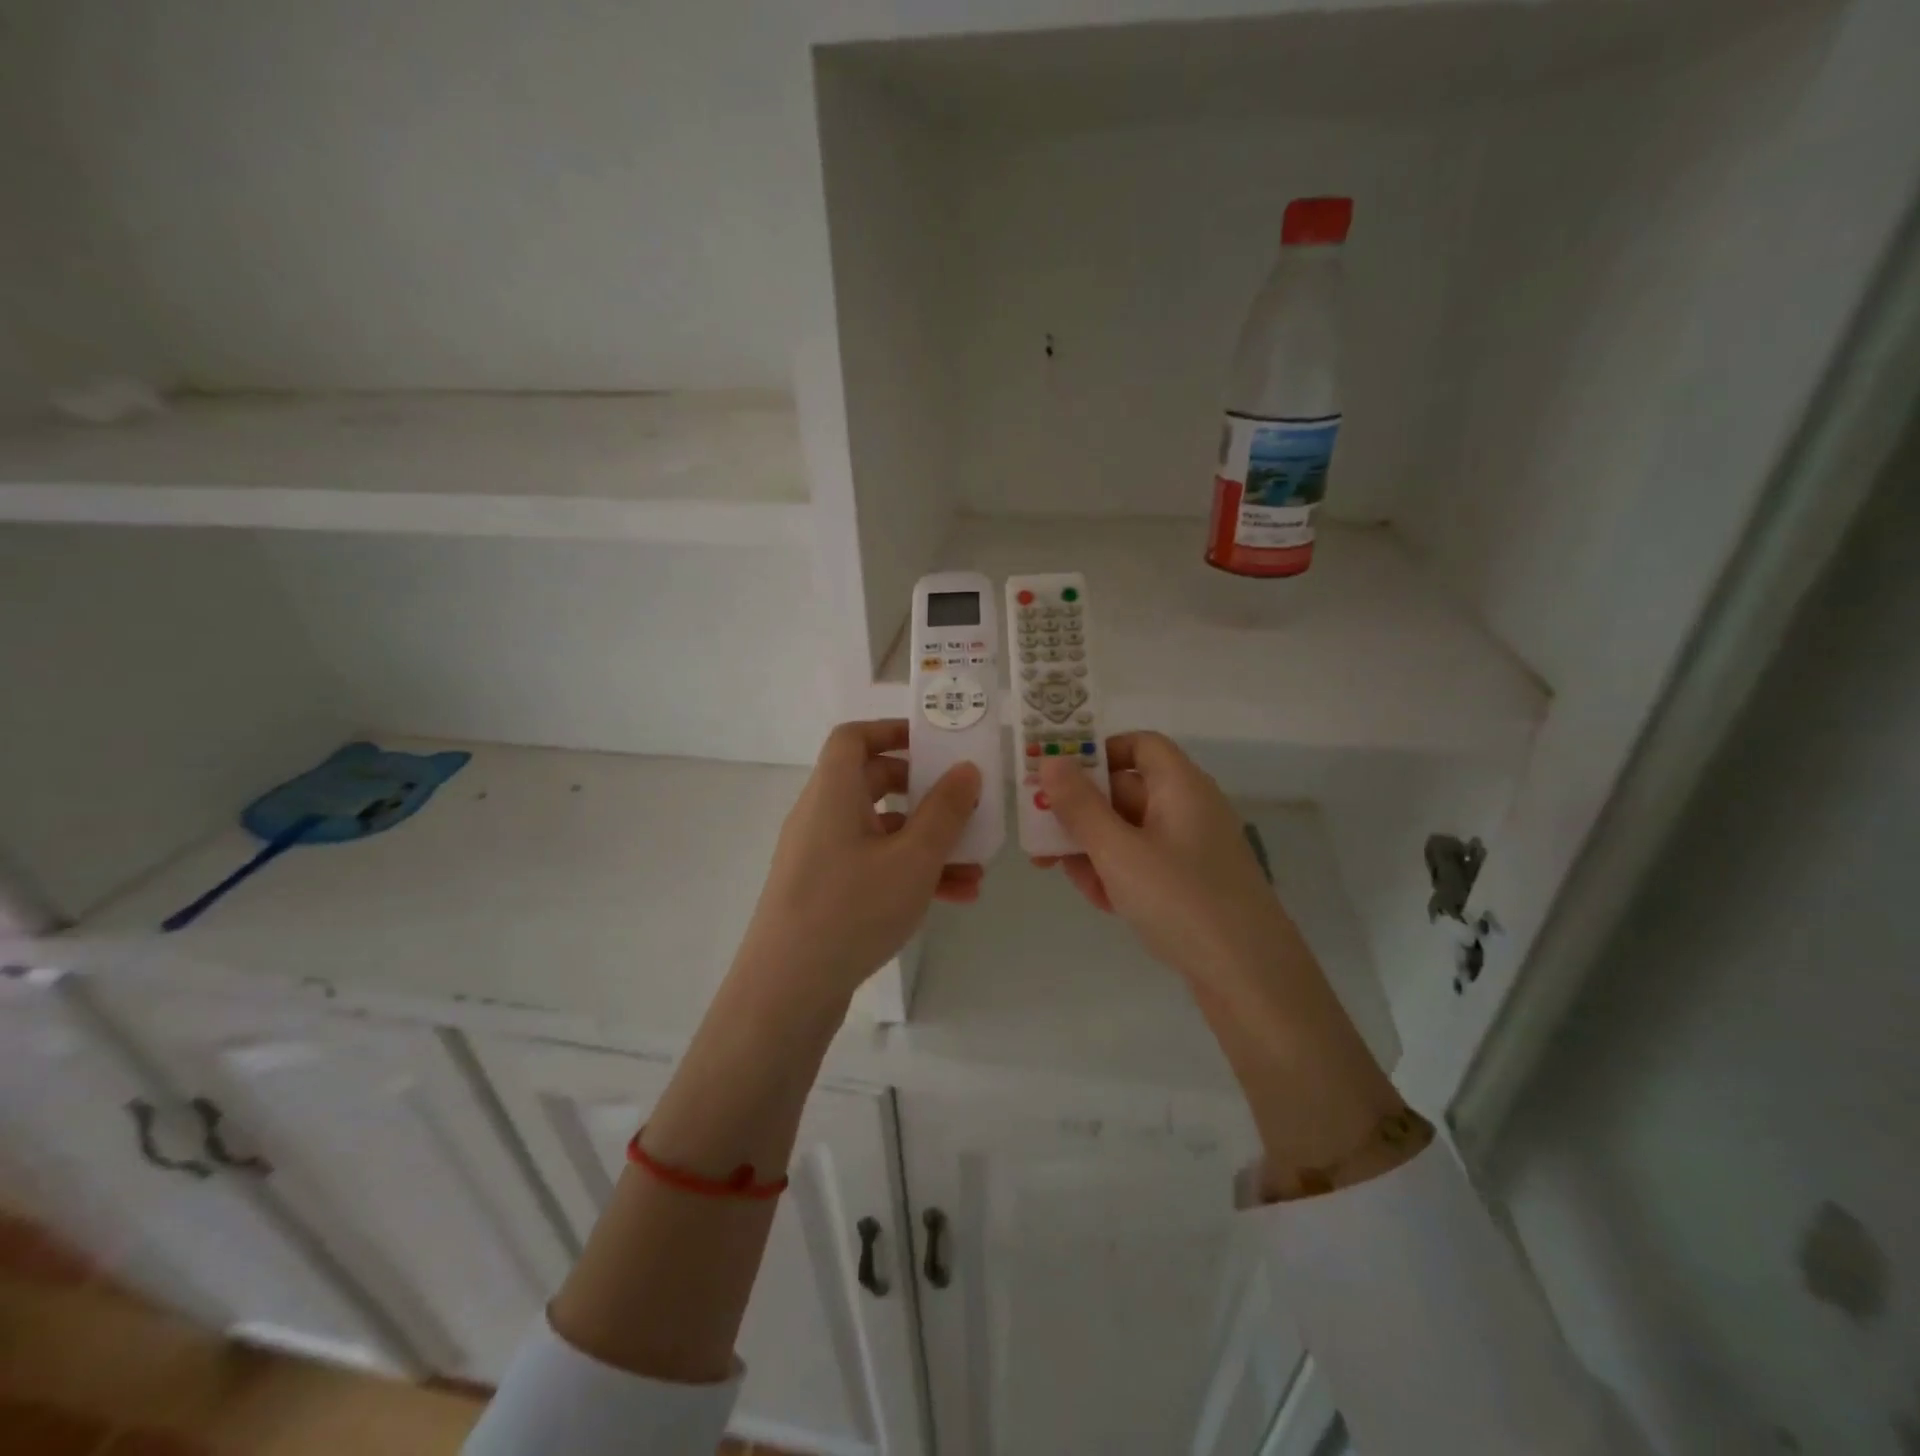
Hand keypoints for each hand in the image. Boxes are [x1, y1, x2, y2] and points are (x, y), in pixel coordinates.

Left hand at [733, 719, 982, 1006]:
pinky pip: (874, 866)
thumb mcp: (913, 858)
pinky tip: (955, 897)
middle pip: (873, 783)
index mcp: (833, 792)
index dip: (892, 731)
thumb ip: (945, 811)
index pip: (853, 738)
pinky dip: (910, 872)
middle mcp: (822, 816)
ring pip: (882, 832)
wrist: (787, 990)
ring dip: (928, 842)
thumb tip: (966, 770)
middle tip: (963, 803)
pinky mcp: (825, 891)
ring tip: (975, 867)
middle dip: (925, 793)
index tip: (934, 744)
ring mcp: (822, 856)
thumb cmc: (852, 908)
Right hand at [1039, 733, 1408, 1187]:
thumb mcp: (1118, 851)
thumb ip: (1080, 806)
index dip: (1097, 753)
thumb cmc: (1181, 900)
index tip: (1059, 777)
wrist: (1250, 978)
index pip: (1138, 745)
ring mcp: (1191, 848)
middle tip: (1040, 837)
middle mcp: (1188, 808)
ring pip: (1128, 832)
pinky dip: (1117, 874)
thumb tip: (1051, 760)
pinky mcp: (1191, 884)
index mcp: (1180, 786)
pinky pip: (1144, 863)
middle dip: (1080, 813)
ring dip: (1092, 849)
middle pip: (1125, 791)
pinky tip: (1102, 902)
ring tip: (1064, 876)